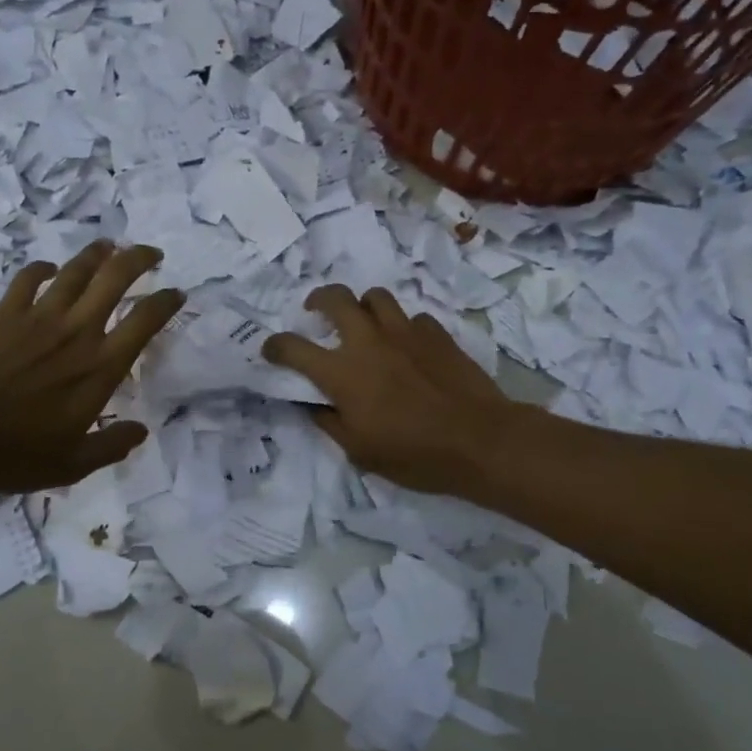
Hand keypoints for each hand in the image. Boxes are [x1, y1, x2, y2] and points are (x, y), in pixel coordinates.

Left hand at [0, 242, 183, 493]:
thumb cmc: (13, 450)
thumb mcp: (71, 465)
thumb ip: (110, 446)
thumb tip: (141, 431)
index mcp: (100, 367)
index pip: (144, 322)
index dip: (165, 302)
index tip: (176, 293)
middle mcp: (78, 331)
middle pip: (115, 279)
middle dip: (138, 259)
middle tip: (151, 254)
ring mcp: (40, 316)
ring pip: (76, 271)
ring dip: (96, 254)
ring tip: (108, 246)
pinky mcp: (6, 311)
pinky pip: (29, 278)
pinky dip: (41, 269)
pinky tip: (48, 268)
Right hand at [263, 285, 515, 497]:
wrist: (480, 441)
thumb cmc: (414, 453)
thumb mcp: (359, 451)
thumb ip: (330, 422)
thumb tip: (315, 405)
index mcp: (342, 372)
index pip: (293, 348)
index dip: (275, 346)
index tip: (271, 350)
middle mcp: (368, 341)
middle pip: (335, 298)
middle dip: (318, 299)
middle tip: (316, 311)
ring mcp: (405, 332)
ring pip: (375, 296)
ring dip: (363, 306)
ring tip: (365, 323)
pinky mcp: (436, 334)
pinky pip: (413, 318)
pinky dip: (403, 328)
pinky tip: (408, 346)